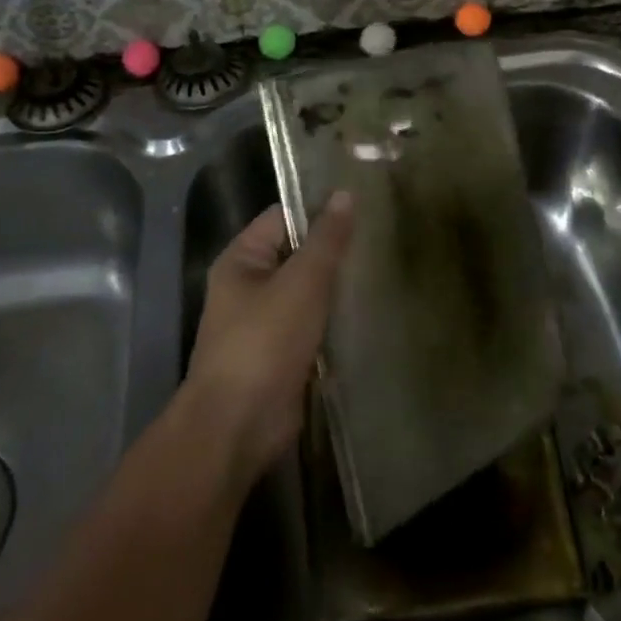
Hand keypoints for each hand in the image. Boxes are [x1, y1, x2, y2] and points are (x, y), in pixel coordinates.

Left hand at [184, 192, 353, 484]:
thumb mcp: (301, 282)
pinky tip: (369, 314)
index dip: (319, 209)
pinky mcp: (282, 356)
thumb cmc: (264, 342)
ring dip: (337, 288)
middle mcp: (249, 287)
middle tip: (381, 238)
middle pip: (297, 255)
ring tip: (383, 270)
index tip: (363, 206)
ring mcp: (264, 324)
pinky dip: (335, 321)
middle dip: (334, 251)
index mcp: (242, 260)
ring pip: (308, 293)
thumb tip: (344, 193)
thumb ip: (326, 240)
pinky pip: (312, 326)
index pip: (283, 217)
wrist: (237, 426)